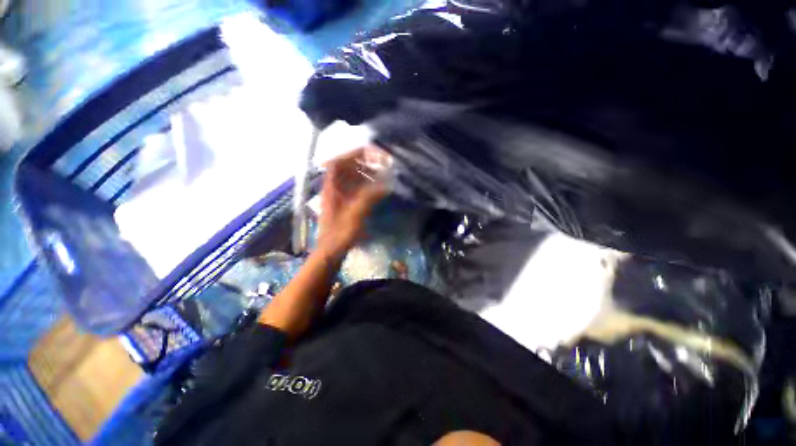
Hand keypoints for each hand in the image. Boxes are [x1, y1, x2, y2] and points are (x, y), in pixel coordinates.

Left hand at [317, 147, 388, 256]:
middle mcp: (333, 188)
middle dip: (363, 163)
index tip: (371, 153)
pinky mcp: (343, 204)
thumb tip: (385, 183)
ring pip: (350, 178)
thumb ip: (369, 196)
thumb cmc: (340, 233)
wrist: (330, 251)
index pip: (338, 162)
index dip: (353, 154)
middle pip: (345, 168)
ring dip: (365, 174)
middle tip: (380, 165)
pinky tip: (375, 189)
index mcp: (331, 187)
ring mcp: (338, 196)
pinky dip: (365, 185)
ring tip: (381, 176)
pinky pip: (354, 188)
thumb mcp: (355, 214)